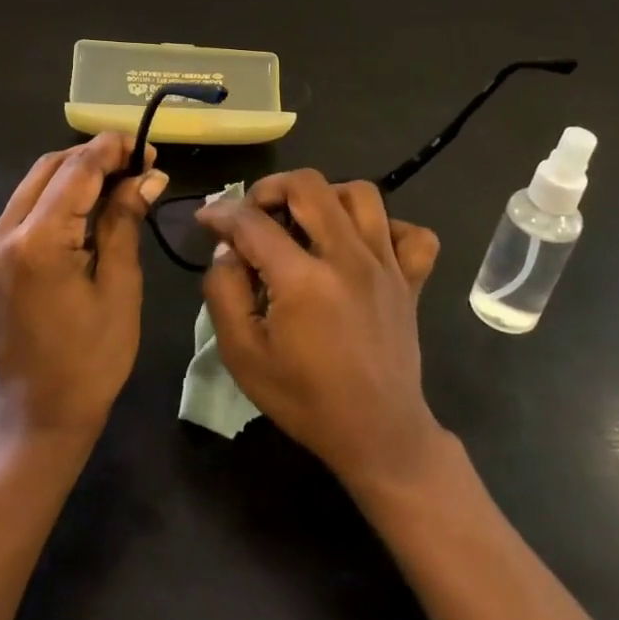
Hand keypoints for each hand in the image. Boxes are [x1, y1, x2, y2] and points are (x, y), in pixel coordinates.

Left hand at [0, 133, 168, 444]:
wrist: (38, 415)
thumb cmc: (91, 360)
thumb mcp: (119, 287)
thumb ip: (125, 222)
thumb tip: (147, 176)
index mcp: (36, 242)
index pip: (76, 171)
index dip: (113, 150)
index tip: (148, 146)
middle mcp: (3, 233)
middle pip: (50, 168)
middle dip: (94, 157)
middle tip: (139, 164)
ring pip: (35, 183)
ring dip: (77, 174)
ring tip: (122, 180)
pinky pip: (26, 208)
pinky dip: (59, 196)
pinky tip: (92, 205)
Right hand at [197, 171, 445, 489]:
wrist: (378, 435)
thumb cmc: (304, 399)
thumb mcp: (243, 354)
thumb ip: (224, 293)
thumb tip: (228, 251)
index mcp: (303, 280)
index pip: (253, 222)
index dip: (221, 214)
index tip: (206, 220)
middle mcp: (348, 258)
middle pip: (309, 185)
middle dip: (270, 188)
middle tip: (254, 213)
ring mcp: (386, 266)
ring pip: (361, 193)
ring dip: (325, 196)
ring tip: (305, 220)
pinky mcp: (411, 280)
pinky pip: (411, 232)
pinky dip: (386, 226)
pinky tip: (361, 244)